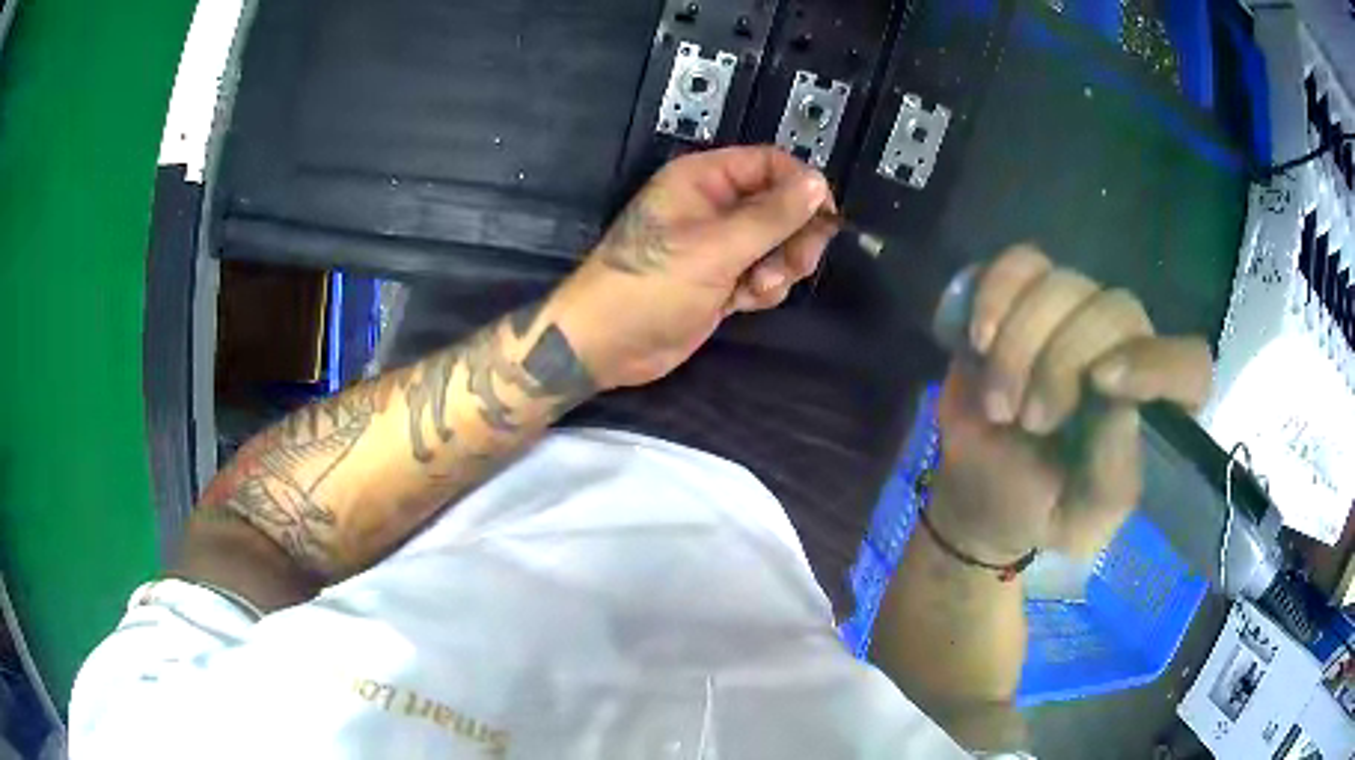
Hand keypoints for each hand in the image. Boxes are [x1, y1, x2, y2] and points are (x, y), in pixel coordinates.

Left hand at [550, 146, 834, 389]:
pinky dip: (763, 288)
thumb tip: (818, 184)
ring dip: (779, 267)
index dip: (801, 186)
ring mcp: (719, 245)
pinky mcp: (722, 279)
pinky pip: (762, 273)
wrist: (608, 346)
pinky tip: (743, 302)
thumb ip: (772, 216)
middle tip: (795, 263)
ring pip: (776, 244)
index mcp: (704, 179)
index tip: (824, 218)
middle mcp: (714, 205)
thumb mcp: (715, 247)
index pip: (769, 164)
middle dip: (793, 236)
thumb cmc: (650, 286)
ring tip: (756, 287)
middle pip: (780, 206)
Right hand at [928, 246, 1212, 561]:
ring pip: (1063, 282)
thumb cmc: (1040, 509)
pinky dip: (994, 294)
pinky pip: (1020, 262)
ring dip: (1018, 344)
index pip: (1189, 366)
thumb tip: (1123, 408)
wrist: (981, 489)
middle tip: (1028, 419)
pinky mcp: (1028, 293)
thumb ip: (1113, 480)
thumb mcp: (1081, 522)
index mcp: (1154, 409)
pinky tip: (978, 340)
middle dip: (1061, 362)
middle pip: (1117, 310)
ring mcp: (1077, 313)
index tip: (1101, 383)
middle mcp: (1126, 348)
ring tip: (997, 402)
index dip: (1155, 363)